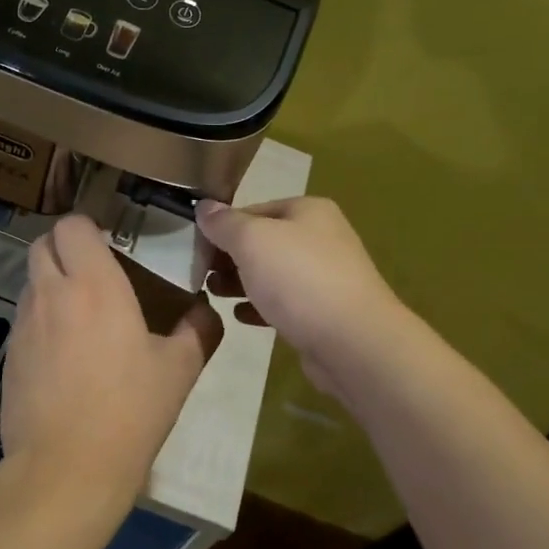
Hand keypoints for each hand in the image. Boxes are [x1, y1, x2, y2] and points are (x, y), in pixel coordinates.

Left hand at [0, 215, 223, 510]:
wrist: (67, 469)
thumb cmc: (129, 412)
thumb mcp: (179, 370)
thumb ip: (198, 330)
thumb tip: (206, 310)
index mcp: (94, 285)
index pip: (73, 225)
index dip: (89, 228)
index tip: (112, 246)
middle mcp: (51, 294)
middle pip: (42, 245)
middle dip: (64, 249)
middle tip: (95, 274)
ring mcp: (23, 325)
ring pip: (30, 282)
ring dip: (52, 284)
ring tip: (81, 316)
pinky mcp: (9, 356)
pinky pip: (24, 320)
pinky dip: (41, 321)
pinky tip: (64, 356)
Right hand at [195, 196, 405, 403]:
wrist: (353, 342)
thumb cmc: (298, 279)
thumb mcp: (252, 241)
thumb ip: (224, 223)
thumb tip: (203, 207)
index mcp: (308, 211)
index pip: (253, 209)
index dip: (222, 227)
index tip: (195, 248)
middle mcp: (321, 238)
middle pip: (263, 242)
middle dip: (230, 257)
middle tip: (201, 274)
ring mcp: (326, 276)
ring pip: (272, 274)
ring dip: (241, 282)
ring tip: (213, 294)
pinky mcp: (324, 312)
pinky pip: (285, 303)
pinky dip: (261, 306)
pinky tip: (240, 317)